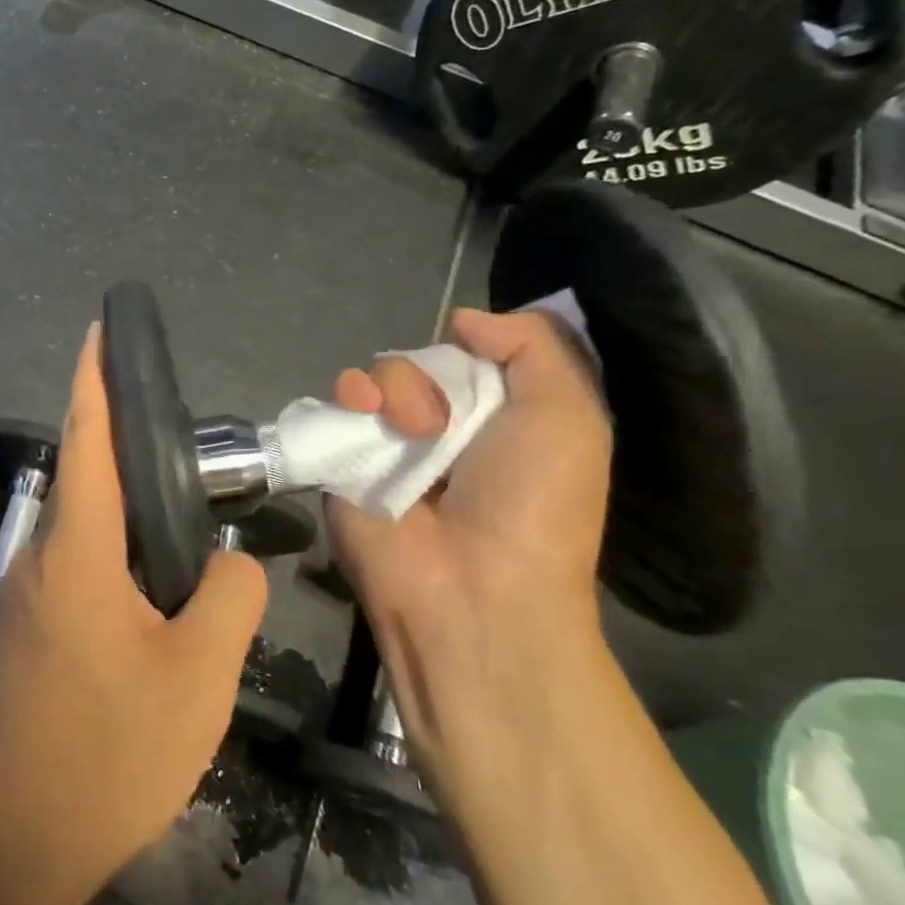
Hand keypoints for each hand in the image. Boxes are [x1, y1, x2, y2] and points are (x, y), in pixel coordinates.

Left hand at [0, 324, 268, 904]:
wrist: (5, 841)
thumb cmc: (104, 752)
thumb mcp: (197, 677)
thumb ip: (228, 600)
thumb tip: (228, 564)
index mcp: (77, 549)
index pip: (86, 437)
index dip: (95, 376)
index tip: (102, 328)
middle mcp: (42, 557)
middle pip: (88, 480)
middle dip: (130, 451)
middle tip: (193, 458)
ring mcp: (27, 596)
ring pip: (86, 531)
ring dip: (129, 518)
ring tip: (189, 530)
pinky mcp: (26, 632)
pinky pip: (79, 572)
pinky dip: (119, 562)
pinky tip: (155, 597)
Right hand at [325, 308, 611, 803]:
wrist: (471, 585)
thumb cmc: (533, 502)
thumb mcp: (569, 415)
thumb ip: (535, 347)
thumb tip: (465, 320)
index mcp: (498, 419)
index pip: (472, 355)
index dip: (473, 348)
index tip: (479, 356)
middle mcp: (441, 427)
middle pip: (420, 360)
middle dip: (430, 373)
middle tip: (442, 419)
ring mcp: (387, 444)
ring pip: (375, 375)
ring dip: (393, 386)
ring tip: (407, 428)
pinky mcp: (342, 459)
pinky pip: (335, 404)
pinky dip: (347, 397)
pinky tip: (362, 413)